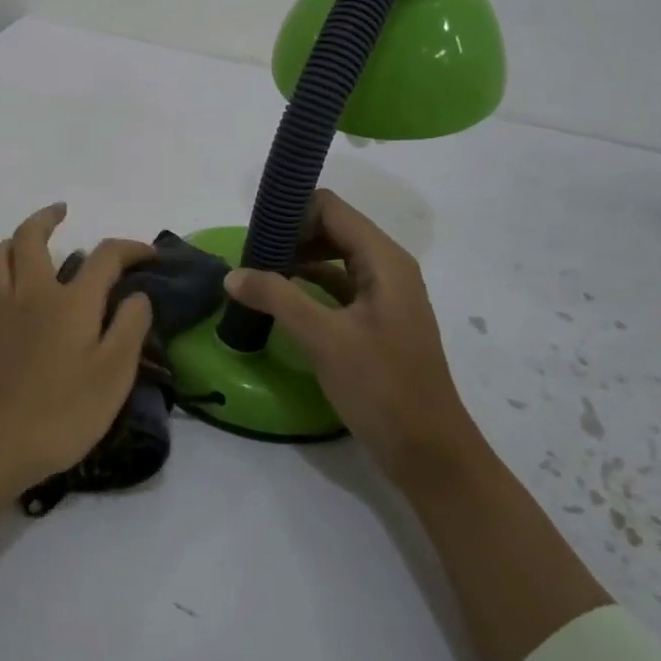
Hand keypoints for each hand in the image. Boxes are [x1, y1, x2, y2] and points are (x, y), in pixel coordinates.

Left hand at [0, 203, 153, 490]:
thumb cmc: (63, 412)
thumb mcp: (115, 374)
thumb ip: (130, 327)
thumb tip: (137, 294)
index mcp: (70, 302)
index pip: (104, 256)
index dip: (130, 248)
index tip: (149, 255)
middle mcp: (31, 295)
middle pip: (30, 238)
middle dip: (47, 218)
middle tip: (62, 213)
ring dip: (12, 242)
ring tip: (27, 246)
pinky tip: (2, 298)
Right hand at [225, 189, 478, 483]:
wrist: (427, 451)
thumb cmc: (382, 386)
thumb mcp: (324, 339)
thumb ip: (277, 298)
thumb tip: (232, 274)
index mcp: (384, 261)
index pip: (331, 209)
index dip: (292, 211)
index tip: (253, 231)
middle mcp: (387, 269)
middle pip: (332, 230)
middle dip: (290, 236)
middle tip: (248, 256)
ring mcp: (382, 297)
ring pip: (333, 259)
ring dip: (295, 261)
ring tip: (254, 275)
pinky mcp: (374, 322)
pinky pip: (336, 288)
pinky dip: (306, 286)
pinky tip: (277, 301)